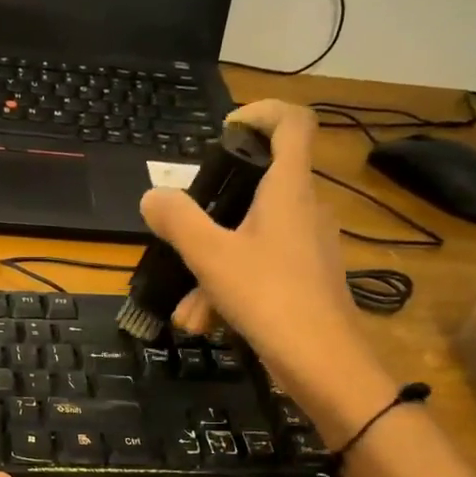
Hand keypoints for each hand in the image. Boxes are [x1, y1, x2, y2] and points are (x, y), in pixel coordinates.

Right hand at [138, 99, 394, 436]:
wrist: (323, 363)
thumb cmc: (269, 297)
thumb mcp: (211, 257)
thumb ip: (178, 221)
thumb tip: (152, 196)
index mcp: (289, 189)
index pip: (291, 123)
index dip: (261, 113)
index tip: (225, 130)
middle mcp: (305, 209)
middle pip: (258, 189)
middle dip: (213, 216)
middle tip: (183, 236)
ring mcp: (310, 246)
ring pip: (252, 239)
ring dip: (213, 269)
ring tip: (188, 311)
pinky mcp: (308, 279)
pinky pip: (262, 269)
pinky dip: (231, 289)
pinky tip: (209, 324)